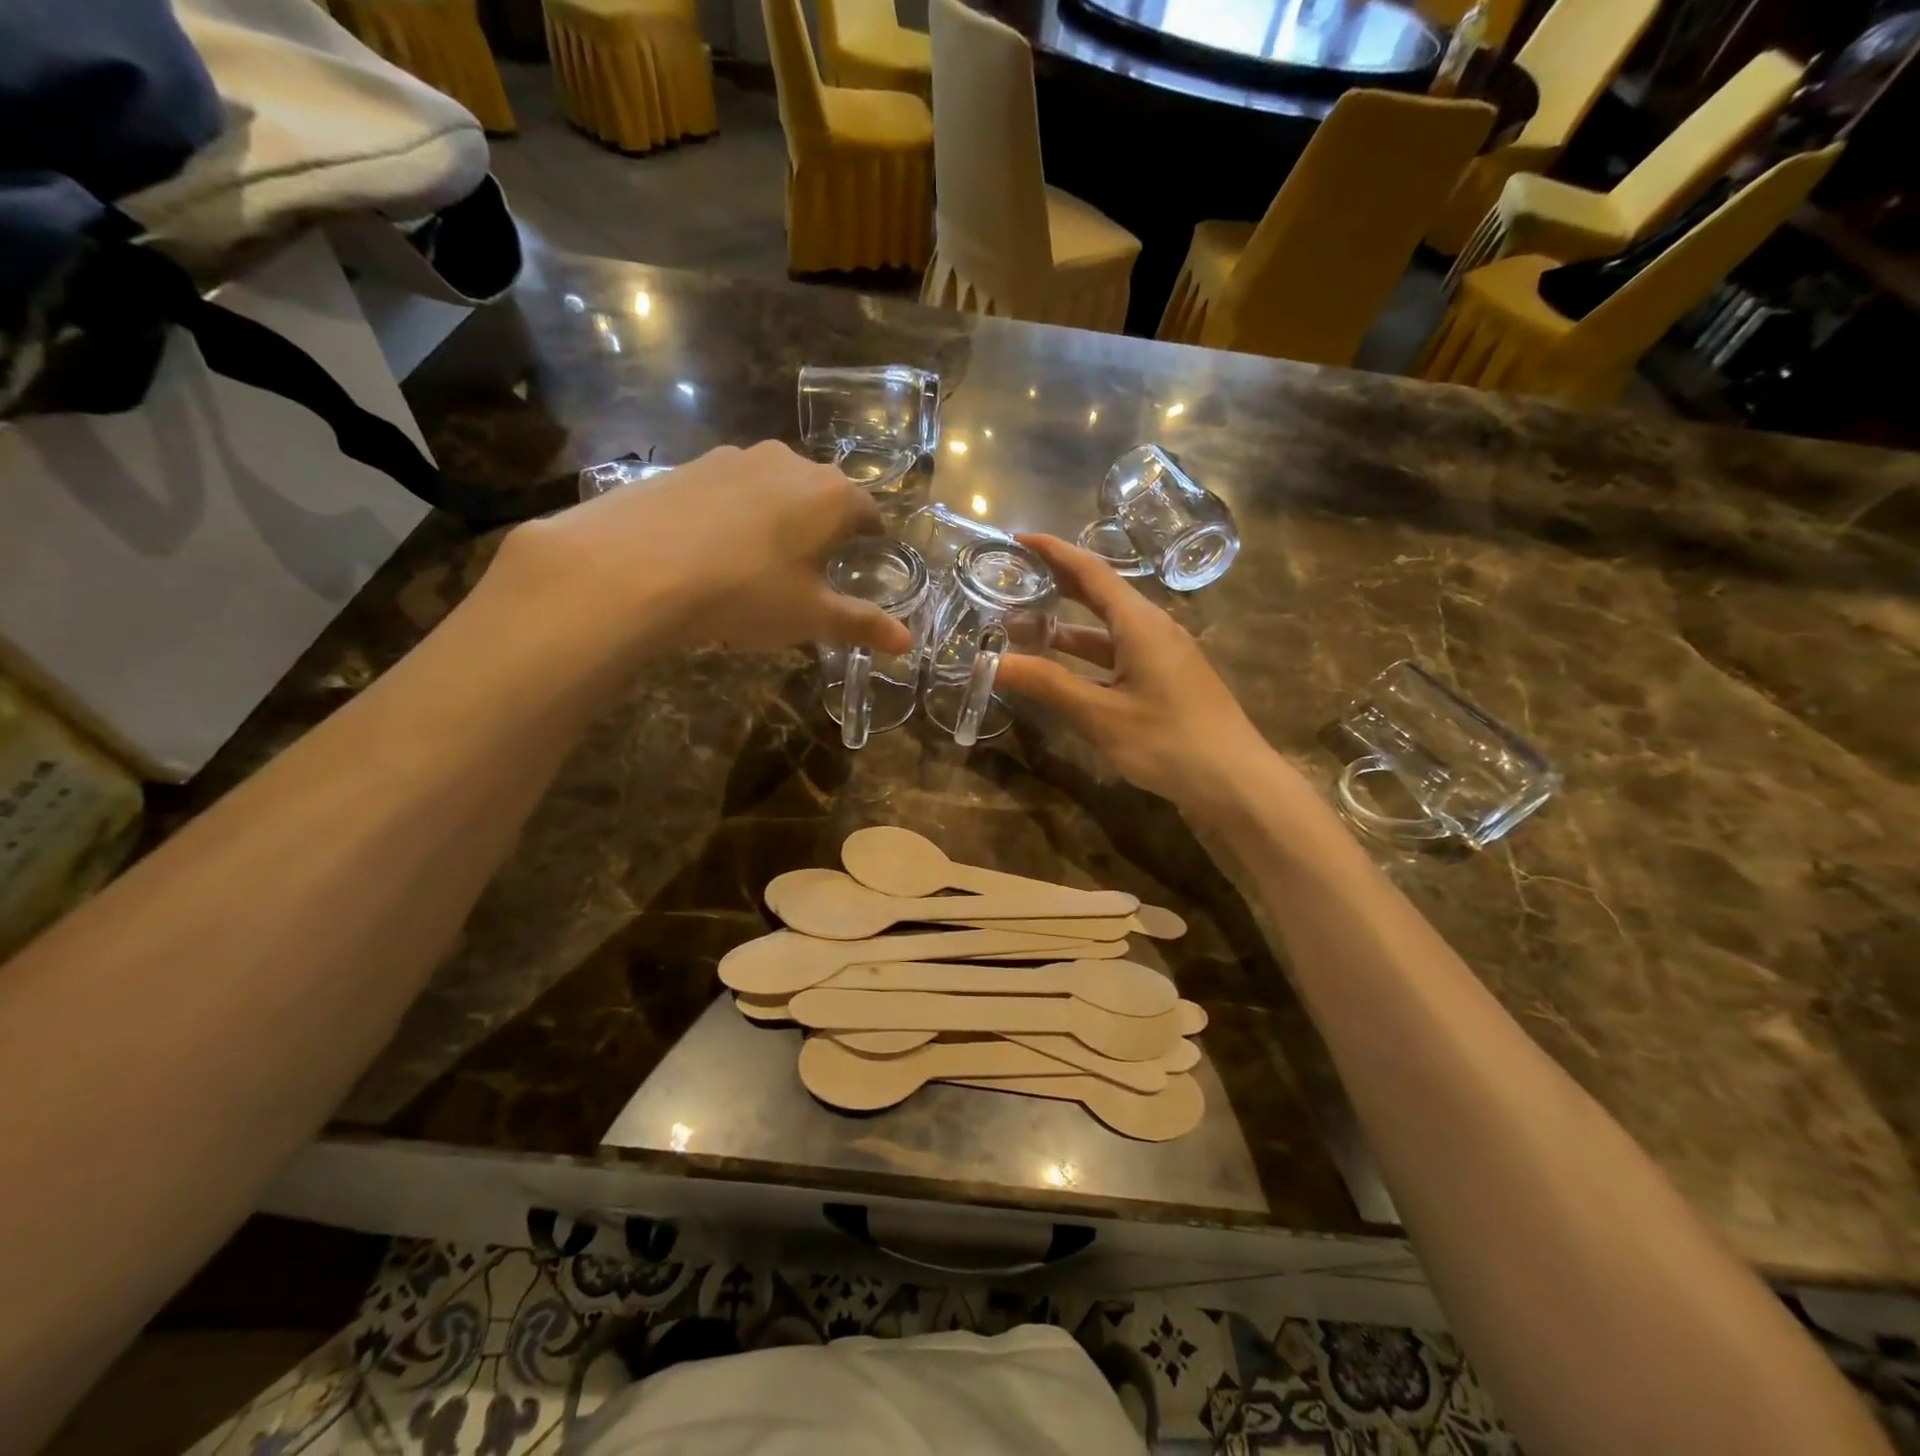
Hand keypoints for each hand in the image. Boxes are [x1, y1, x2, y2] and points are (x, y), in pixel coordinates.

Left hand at [489, 442, 913, 660]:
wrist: (635, 568)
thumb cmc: (746, 592)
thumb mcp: (811, 617)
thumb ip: (862, 624)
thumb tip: (907, 644)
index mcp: (831, 495)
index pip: (868, 511)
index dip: (871, 537)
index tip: (866, 558)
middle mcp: (789, 462)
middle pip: (821, 494)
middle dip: (824, 526)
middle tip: (813, 567)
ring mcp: (735, 458)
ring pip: (773, 488)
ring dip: (777, 516)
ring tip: (760, 560)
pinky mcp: (689, 465)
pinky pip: (728, 489)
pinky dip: (733, 514)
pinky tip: (712, 550)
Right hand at [994, 535, 1278, 814]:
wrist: (1236, 782)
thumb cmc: (1168, 741)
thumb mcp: (1101, 715)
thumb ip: (1047, 685)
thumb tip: (992, 663)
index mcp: (1140, 623)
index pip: (1091, 571)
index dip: (1053, 551)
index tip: (1016, 539)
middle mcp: (1153, 628)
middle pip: (1099, 593)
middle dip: (1056, 584)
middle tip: (1012, 581)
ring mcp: (1163, 655)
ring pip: (1107, 629)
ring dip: (1067, 627)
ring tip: (1022, 629)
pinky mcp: (1166, 679)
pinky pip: (1118, 653)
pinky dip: (1086, 655)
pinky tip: (1063, 670)